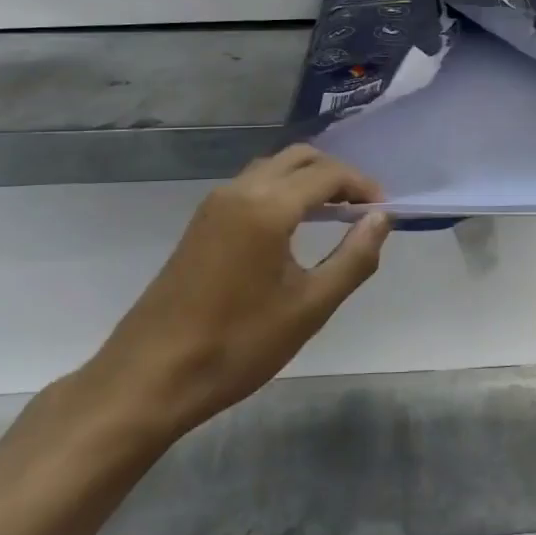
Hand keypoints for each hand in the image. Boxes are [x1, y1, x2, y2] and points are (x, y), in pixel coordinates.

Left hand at [84, 147, 390, 444]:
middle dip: (337, 175)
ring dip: (308, 180)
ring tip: (336, 215)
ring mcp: (214, 205)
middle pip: (299, 158)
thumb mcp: (310, 307)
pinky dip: (283, 191)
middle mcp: (239, 191)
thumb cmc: (238, 344)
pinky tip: (295, 227)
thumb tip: (381, 219)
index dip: (362, 186)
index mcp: (267, 206)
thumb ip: (353, 258)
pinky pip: (252, 186)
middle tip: (363, 208)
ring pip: (273, 169)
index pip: (328, 174)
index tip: (384, 211)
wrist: (151, 376)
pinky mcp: (201, 223)